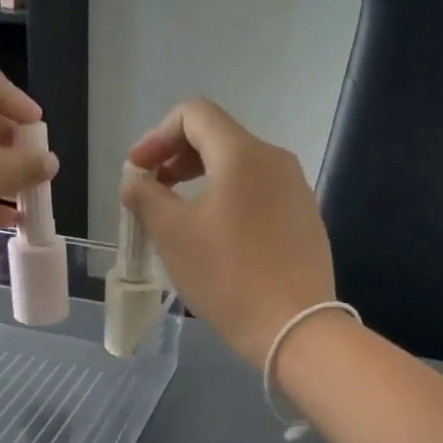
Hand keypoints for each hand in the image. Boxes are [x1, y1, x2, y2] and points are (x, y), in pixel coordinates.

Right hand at [123, 99, 335, 366]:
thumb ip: (146, 196)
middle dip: (178, 158)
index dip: (156, 135)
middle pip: (219, 138)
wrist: (294, 327)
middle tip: (152, 190)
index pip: (194, 115)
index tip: (137, 170)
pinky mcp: (306, 221)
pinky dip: (230, 202)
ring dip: (203, 181)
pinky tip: (217, 238)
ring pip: (241, 169)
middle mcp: (276, 160)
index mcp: (243, 153)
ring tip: (179, 216)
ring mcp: (297, 191)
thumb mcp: (173, 234)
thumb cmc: (227, 276)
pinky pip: (260, 196)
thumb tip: (136, 180)